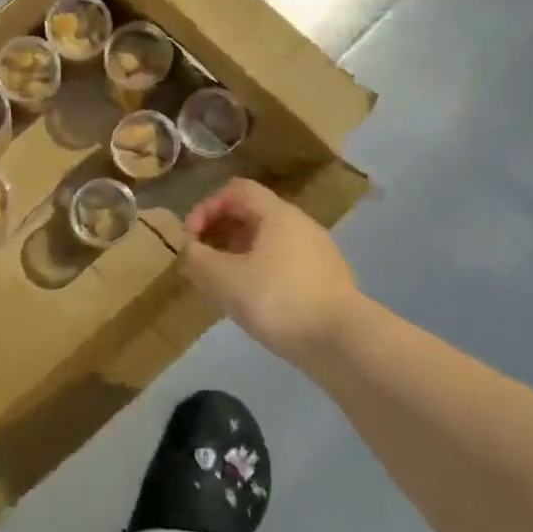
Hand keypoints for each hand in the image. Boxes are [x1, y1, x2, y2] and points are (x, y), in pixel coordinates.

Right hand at [182, 179, 357, 364]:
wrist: (342, 342)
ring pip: (268, 241)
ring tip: (223, 284)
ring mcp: (318, 253)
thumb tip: (190, 250)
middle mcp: (301, 225)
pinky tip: (253, 302)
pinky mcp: (326, 280)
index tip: (191, 238)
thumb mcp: (223, 279)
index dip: (206, 207)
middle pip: (252, 214)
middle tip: (202, 260)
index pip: (236, 190)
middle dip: (220, 232)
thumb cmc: (277, 299)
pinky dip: (260, 272)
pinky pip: (283, 263)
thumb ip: (198, 259)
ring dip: (238, 254)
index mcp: (277, 214)